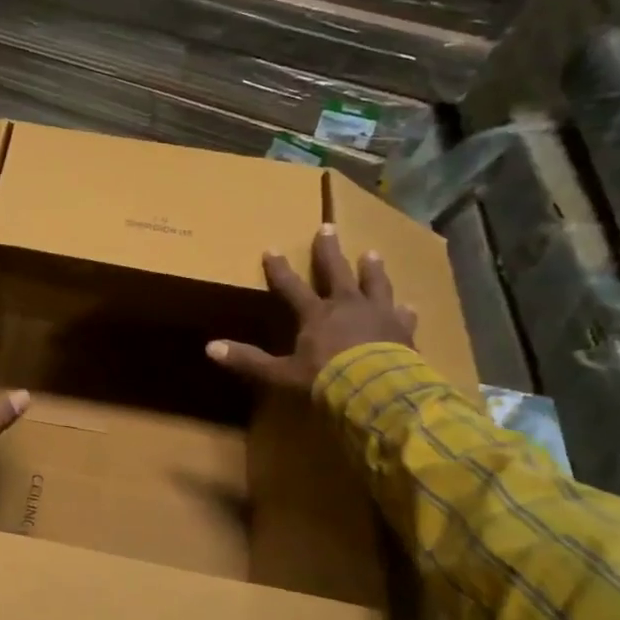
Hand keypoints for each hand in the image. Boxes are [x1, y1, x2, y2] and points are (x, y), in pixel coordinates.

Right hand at [205, 224, 417, 390]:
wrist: (379, 391)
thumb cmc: (326, 380)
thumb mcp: (281, 374)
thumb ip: (249, 360)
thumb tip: (209, 348)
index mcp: (316, 314)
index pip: (291, 286)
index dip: (279, 269)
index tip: (271, 249)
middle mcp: (347, 306)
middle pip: (336, 271)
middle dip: (329, 250)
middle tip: (328, 227)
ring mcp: (378, 315)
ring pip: (374, 284)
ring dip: (371, 269)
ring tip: (371, 253)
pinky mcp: (403, 331)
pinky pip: (404, 316)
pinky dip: (404, 311)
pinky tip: (409, 306)